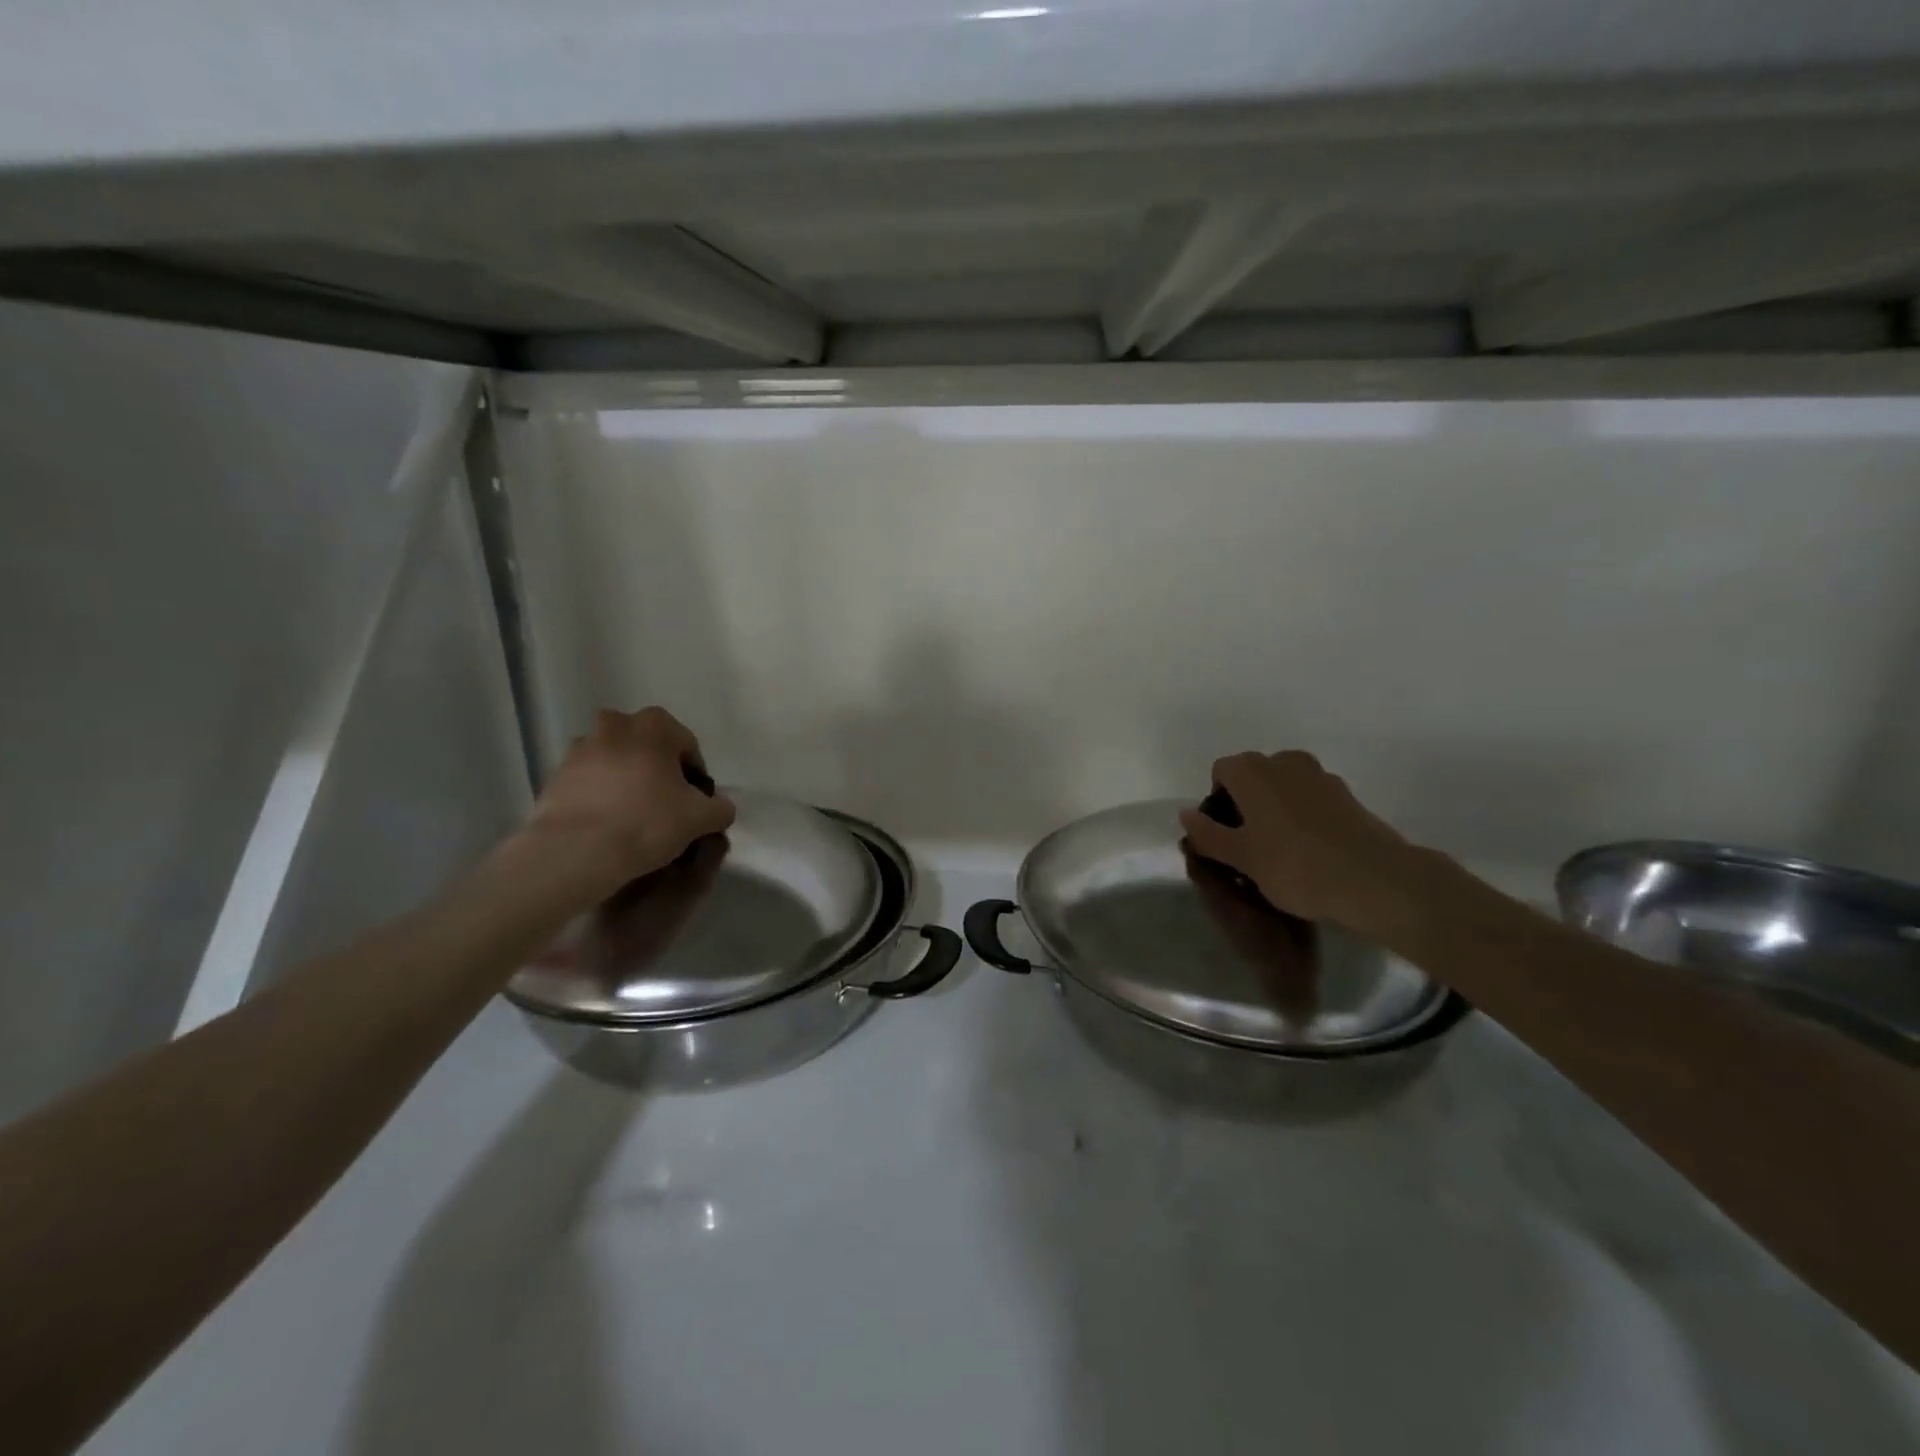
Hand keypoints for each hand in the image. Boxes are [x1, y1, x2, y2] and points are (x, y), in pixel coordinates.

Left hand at [526, 707, 736, 899]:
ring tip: (632, 814)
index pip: (687, 745)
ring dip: (625, 778)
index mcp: (655, 725)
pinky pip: (589, 780)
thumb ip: (720, 807)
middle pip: (647, 746)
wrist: (576, 851)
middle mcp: (615, 725)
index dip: (695, 776)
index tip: (694, 803)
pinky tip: (607, 822)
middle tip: (664, 804)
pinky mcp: (556, 774)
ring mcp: (580, 748)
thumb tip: (719, 807)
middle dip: (657, 768)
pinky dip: (599, 793)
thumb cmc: (647, 822)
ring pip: (615, 760)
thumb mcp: (702, 818)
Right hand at [1177, 751, 1422, 932]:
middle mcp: (1285, 762)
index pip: (1221, 771)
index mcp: (1253, 771)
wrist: (1376, 880)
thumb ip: (1209, 834)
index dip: (1217, 801)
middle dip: (1246, 802)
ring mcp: (1321, 776)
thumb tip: (1185, 814)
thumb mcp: (1242, 858)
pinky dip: (1303, 815)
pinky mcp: (1348, 796)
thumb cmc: (1296, 866)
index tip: (1226, 835)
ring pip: (1284, 785)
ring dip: (1276, 808)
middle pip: (1253, 774)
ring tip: (1281, 849)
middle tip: (1250, 843)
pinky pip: (1311, 798)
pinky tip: (1311, 851)